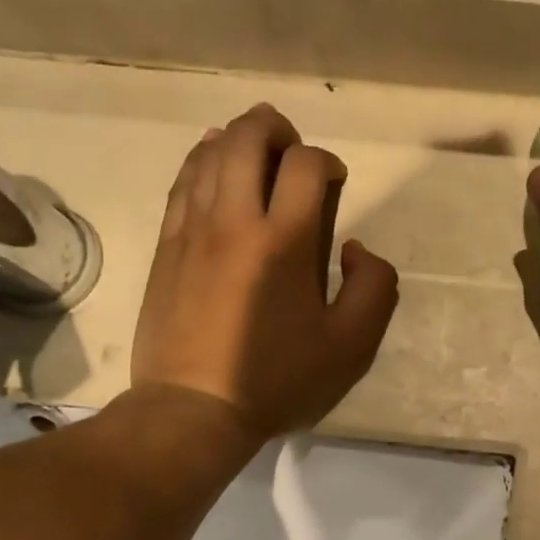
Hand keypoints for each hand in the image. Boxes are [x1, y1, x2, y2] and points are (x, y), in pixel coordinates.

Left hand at [131, 104, 399, 438]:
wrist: (194, 410)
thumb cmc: (278, 379)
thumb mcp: (351, 347)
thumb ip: (374, 288)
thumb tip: (356, 248)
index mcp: (283, 241)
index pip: (305, 164)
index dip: (326, 160)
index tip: (334, 182)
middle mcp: (233, 220)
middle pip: (248, 138)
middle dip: (276, 129)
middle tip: (292, 149)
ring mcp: (192, 230)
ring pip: (209, 153)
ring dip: (237, 139)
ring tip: (256, 152)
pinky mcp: (166, 246)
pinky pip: (181, 183)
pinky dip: (201, 161)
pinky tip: (212, 163)